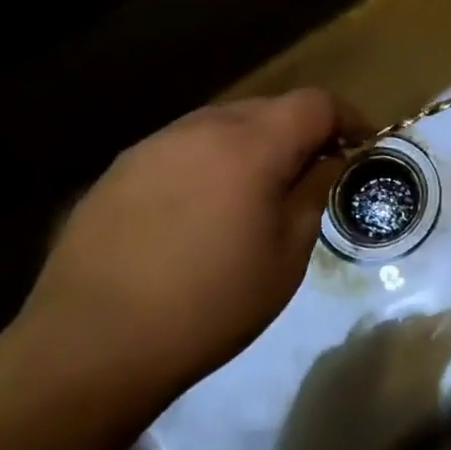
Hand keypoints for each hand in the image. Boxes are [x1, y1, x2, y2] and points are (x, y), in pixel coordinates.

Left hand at [19, 89, 343, 399]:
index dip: (346, 117)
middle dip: (299, 131)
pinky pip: (182, 148)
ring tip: (253, 193)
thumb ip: (313, 194)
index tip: (360, 145)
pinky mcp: (119, 170)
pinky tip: (199, 210)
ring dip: (252, 145)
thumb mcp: (286, 256)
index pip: (315, 103)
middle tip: (309, 174)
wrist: (90, 346)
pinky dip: (209, 162)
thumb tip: (328, 161)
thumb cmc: (210, 304)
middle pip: (269, 107)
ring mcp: (155, 145)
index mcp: (251, 145)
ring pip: (222, 124)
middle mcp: (203, 128)